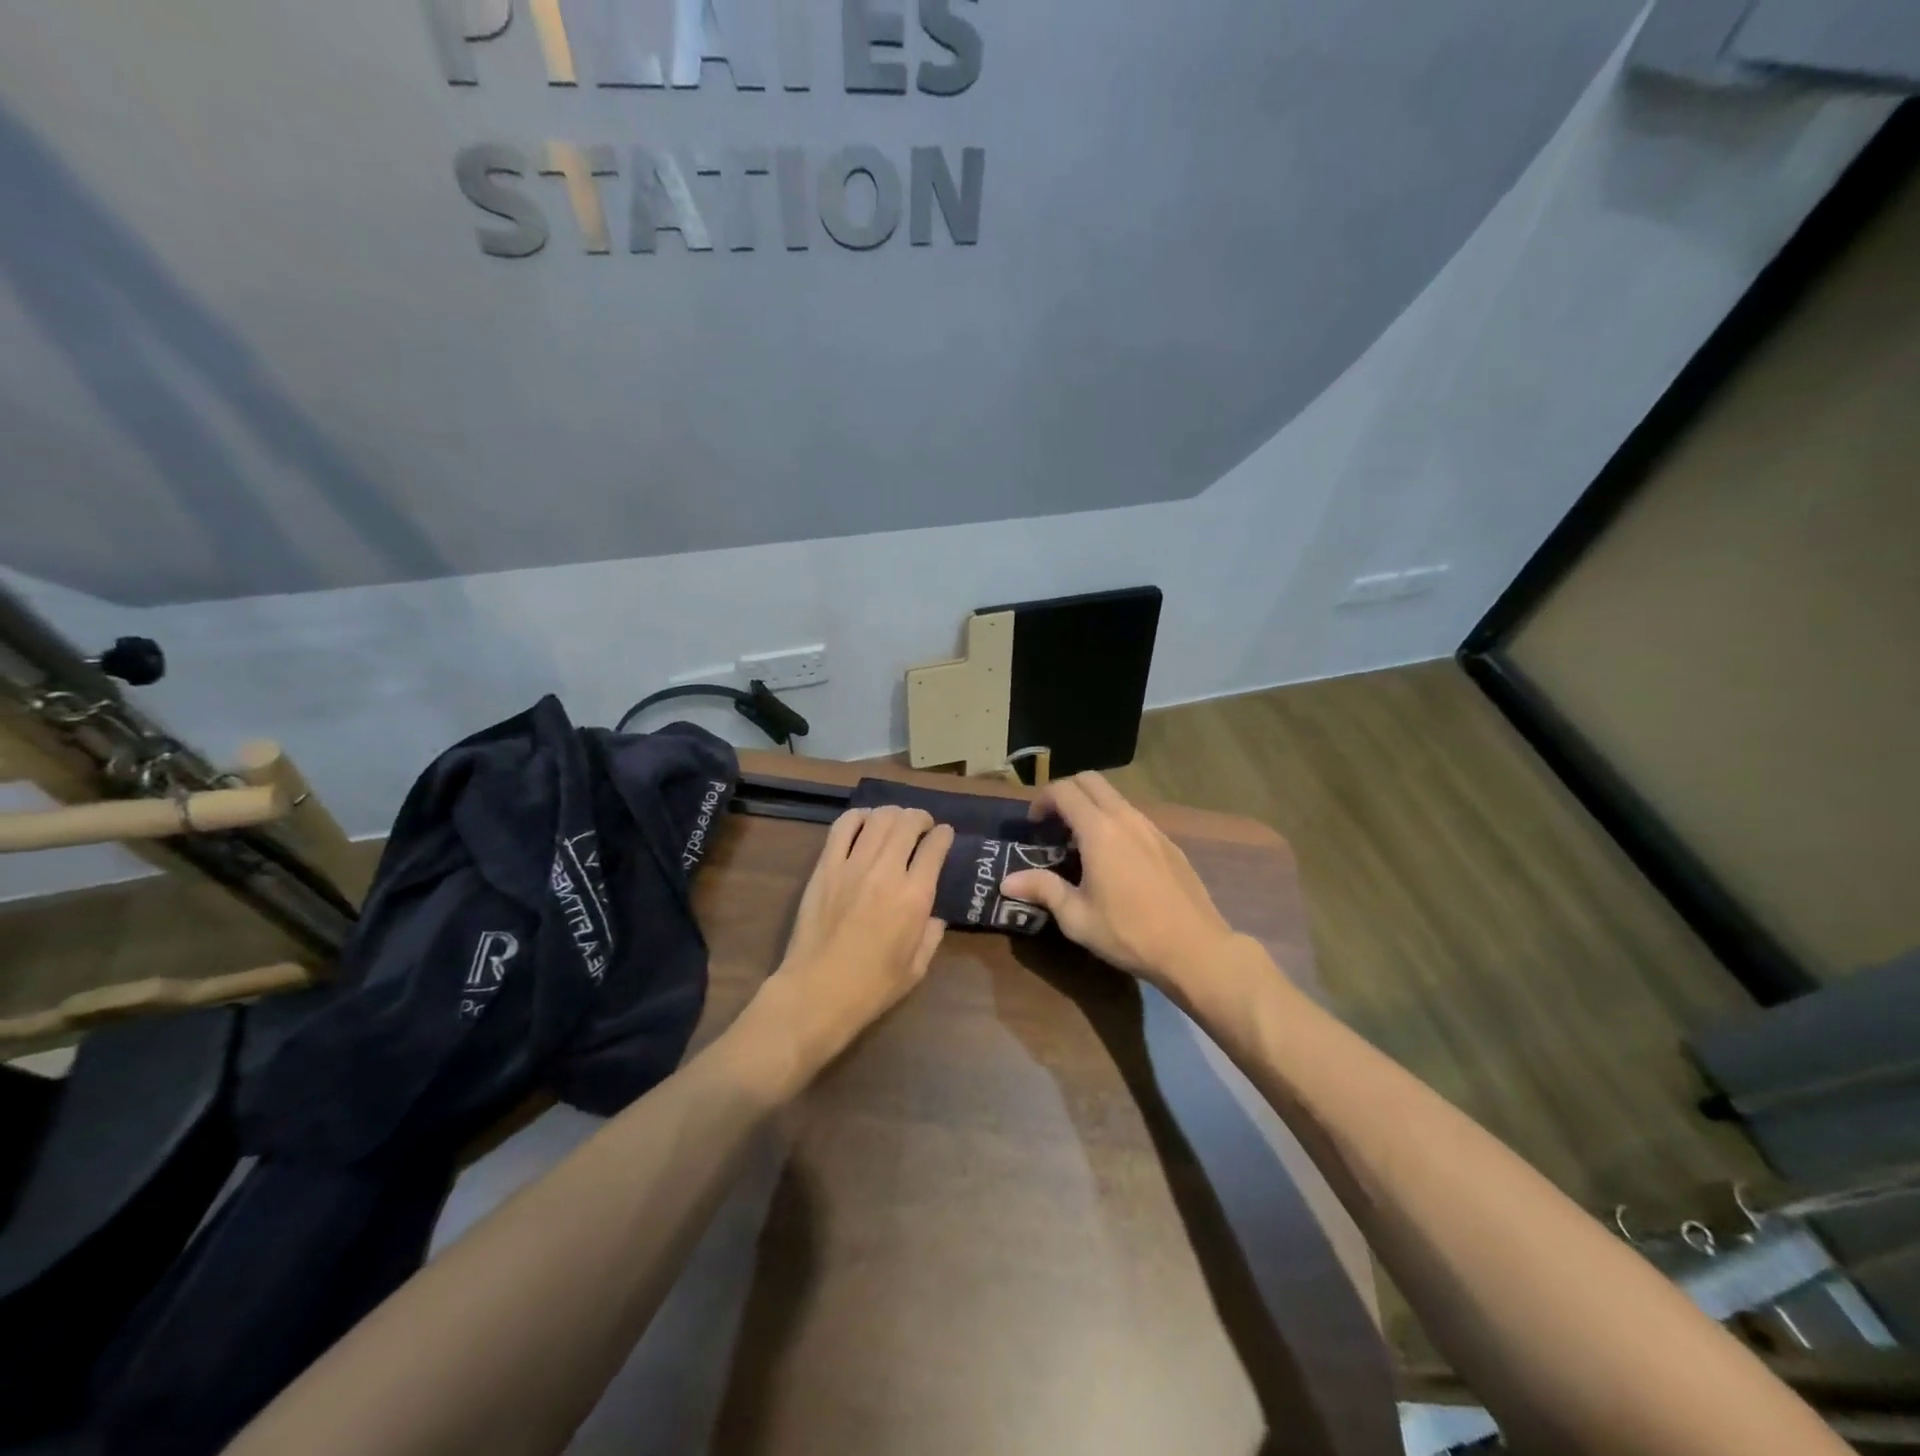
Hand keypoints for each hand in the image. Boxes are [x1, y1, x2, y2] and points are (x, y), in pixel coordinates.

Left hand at [759, 806, 954, 1074]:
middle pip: (907, 822)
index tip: (945, 835)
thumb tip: (935, 914)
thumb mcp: (918, 967)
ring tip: (895, 821)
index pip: (935, 846)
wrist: (817, 992)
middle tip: (922, 825)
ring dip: (892, 813)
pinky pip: (842, 827)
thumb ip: (932, 934)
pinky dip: (858, 817)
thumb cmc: (872, 987)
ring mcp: (852, 865)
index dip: (944, 835)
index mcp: (915, 896)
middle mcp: (886, 872)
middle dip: (920, 818)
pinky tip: (865, 822)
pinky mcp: (825, 867)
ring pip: (878, 819)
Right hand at [1001, 773, 1237, 993]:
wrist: (1195, 949)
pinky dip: (1115, 823)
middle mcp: (1126, 818)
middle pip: (1091, 781)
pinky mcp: (1169, 843)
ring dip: (1092, 808)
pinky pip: (1134, 818)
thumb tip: (1006, 881)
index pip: (1064, 790)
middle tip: (1054, 825)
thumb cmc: (1129, 933)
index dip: (1042, 800)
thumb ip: (1042, 890)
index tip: (1034, 825)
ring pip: (1115, 798)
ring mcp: (1152, 828)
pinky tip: (1114, 861)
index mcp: (1099, 830)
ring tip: (1081, 845)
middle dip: (1066, 793)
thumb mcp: (1077, 917)